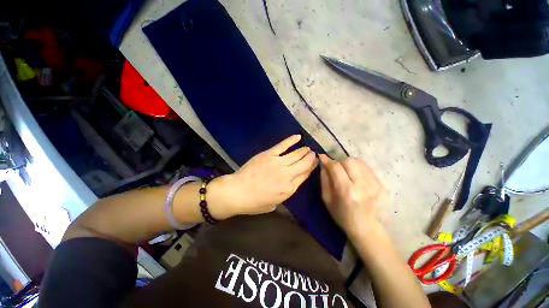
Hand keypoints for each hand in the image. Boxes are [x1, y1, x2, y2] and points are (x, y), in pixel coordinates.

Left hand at [210, 135, 317, 218]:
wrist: (237, 192)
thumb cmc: (255, 202)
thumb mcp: (275, 203)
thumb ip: (286, 192)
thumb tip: (292, 182)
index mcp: (289, 188)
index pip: (304, 175)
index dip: (311, 168)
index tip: (315, 163)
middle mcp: (287, 175)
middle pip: (303, 164)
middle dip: (310, 158)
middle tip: (313, 154)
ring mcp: (278, 163)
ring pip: (296, 154)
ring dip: (303, 151)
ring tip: (308, 148)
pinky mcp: (269, 155)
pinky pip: (283, 146)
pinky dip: (291, 140)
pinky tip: (298, 136)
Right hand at [319, 154, 386, 239]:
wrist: (367, 228)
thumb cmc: (342, 216)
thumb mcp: (327, 199)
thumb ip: (324, 179)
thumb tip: (323, 164)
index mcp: (347, 191)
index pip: (336, 168)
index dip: (327, 160)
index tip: (322, 157)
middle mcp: (362, 185)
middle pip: (348, 161)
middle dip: (338, 162)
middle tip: (334, 168)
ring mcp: (374, 184)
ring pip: (358, 162)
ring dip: (348, 164)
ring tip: (345, 172)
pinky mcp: (381, 184)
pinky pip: (366, 167)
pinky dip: (357, 167)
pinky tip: (354, 175)